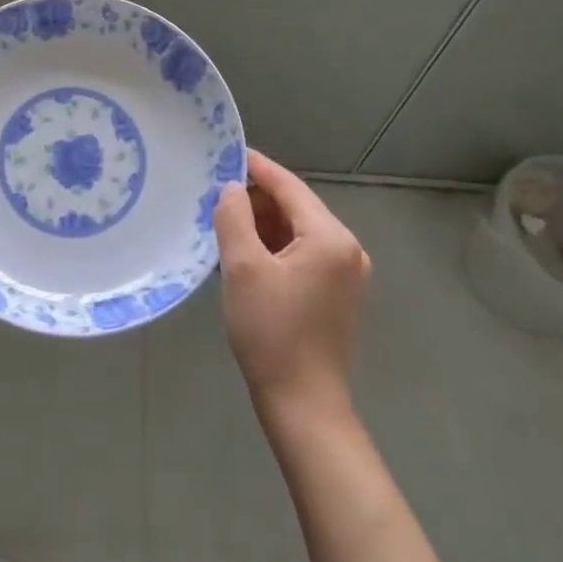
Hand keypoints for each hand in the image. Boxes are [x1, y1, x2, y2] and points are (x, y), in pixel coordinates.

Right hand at [214, 150, 371, 418]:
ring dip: (264, 224)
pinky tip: (246, 253)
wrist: (305, 409)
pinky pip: (303, 254)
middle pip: (295, 207)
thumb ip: (234, 217)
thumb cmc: (272, 334)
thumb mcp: (243, 269)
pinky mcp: (338, 295)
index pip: (289, 186)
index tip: (225, 153)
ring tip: (225, 223)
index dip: (256, 167)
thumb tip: (231, 188)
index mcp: (330, 237)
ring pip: (298, 231)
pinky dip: (275, 247)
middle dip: (256, 199)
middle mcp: (347, 248)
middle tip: (215, 195)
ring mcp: (346, 273)